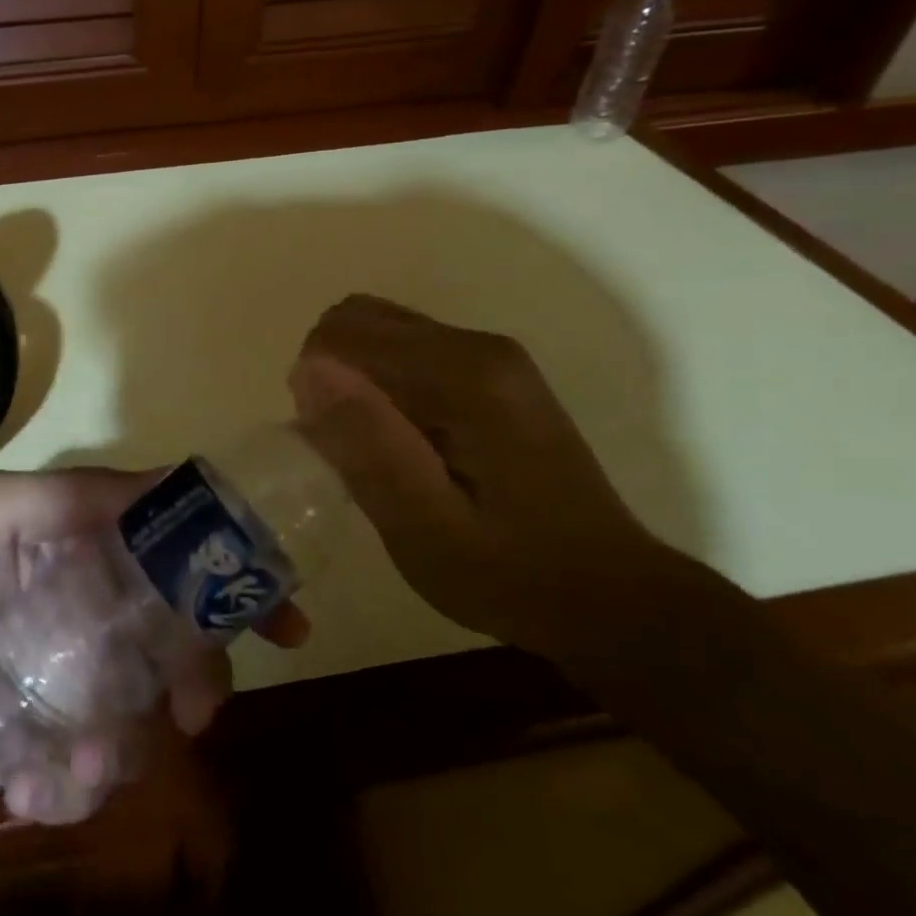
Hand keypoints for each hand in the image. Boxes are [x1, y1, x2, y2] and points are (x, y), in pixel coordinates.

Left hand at [0, 470, 305, 825]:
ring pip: (154, 710)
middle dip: (203, 673)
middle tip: (198, 708)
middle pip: (183, 635)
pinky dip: (80, 780)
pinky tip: (32, 780)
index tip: (278, 608)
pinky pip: (107, 766)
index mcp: (87, 548)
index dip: (228, 569)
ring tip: (85, 759)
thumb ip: (75, 494)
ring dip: (128, 742)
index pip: (174, 545)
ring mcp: (85, 679)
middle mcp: (97, 607)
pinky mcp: (67, 744)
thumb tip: (172, 482)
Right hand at [289, 294, 665, 659]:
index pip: (344, 333)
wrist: (606, 595)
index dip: (316, 385)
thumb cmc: (509, 573)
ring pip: (380, 333)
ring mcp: (490, 355)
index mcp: (463, 374)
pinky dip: (381, 387)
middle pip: (361, 320)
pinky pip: (406, 352)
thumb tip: (310, 372)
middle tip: (349, 449)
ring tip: (375, 450)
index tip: (330, 446)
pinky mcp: (492, 373)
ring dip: (355, 383)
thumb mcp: (423, 529)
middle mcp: (478, 345)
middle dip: (331, 376)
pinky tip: (402, 443)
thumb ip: (368, 445)